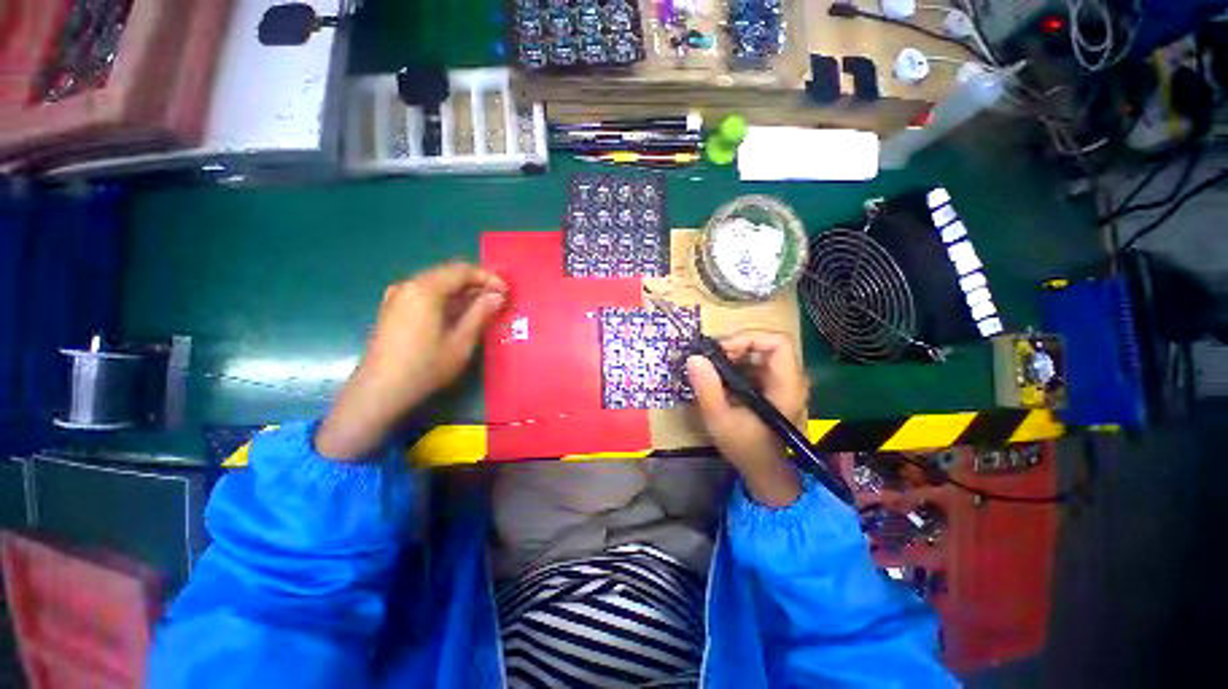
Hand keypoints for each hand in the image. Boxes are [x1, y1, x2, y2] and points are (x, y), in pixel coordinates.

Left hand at [316, 263, 506, 459]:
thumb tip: (498, 296)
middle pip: (448, 273)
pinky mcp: (393, 309)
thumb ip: (480, 314)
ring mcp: (397, 296)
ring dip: (462, 291)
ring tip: (483, 305)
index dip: (488, 277)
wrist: (380, 391)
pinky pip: (425, 294)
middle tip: (498, 297)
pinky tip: (458, 313)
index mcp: (425, 289)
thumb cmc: (425, 366)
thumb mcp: (461, 341)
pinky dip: (446, 298)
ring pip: (436, 283)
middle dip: (476, 282)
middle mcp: (409, 285)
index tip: (507, 291)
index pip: (462, 271)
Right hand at [686, 331, 808, 506]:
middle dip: (735, 347)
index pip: (777, 342)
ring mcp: (783, 383)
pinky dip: (736, 365)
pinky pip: (755, 365)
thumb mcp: (720, 420)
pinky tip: (720, 378)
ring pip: (759, 354)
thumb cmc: (746, 448)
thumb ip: (707, 388)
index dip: (748, 338)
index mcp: (787, 385)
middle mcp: (791, 379)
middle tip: (709, 359)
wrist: (764, 471)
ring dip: (733, 356)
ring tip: (711, 368)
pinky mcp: (773, 388)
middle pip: (766, 345)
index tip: (721, 350)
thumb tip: (694, 357)